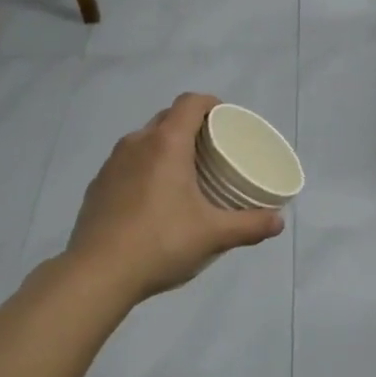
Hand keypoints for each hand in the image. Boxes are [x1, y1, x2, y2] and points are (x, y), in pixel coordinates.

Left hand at [63, 93, 284, 305]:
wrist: (96, 273)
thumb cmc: (160, 243)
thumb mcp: (213, 235)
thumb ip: (249, 225)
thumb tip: (278, 221)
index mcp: (166, 144)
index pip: (190, 102)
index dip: (211, 104)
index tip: (227, 120)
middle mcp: (136, 144)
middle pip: (168, 118)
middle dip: (192, 126)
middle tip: (213, 150)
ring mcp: (112, 164)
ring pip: (144, 140)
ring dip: (166, 147)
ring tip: (185, 173)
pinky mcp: (97, 186)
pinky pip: (127, 164)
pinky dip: (145, 168)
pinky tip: (153, 199)